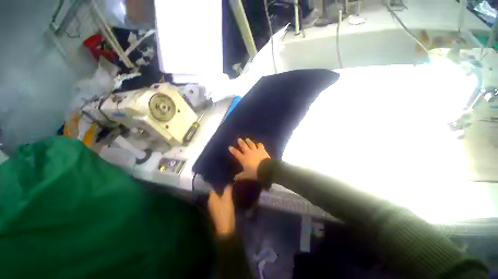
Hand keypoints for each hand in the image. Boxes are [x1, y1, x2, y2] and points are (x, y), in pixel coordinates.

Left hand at [208, 186, 235, 236]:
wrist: (226, 228)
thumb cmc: (225, 211)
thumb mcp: (228, 198)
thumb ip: (227, 189)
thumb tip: (228, 181)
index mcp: (211, 197)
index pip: (213, 187)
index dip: (218, 182)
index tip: (223, 178)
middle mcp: (210, 201)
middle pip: (215, 191)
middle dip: (221, 187)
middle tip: (228, 182)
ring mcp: (213, 207)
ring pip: (217, 196)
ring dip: (222, 192)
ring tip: (229, 187)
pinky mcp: (216, 211)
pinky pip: (219, 201)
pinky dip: (222, 198)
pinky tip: (228, 196)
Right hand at [229, 138, 269, 180]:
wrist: (265, 169)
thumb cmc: (254, 172)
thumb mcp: (246, 175)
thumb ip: (240, 176)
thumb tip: (234, 178)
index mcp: (243, 159)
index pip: (236, 153)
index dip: (233, 150)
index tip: (230, 147)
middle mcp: (248, 153)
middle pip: (244, 146)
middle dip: (241, 142)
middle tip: (239, 139)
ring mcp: (255, 150)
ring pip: (251, 144)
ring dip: (249, 141)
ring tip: (247, 139)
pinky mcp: (262, 150)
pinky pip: (260, 145)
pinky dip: (259, 144)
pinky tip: (258, 143)